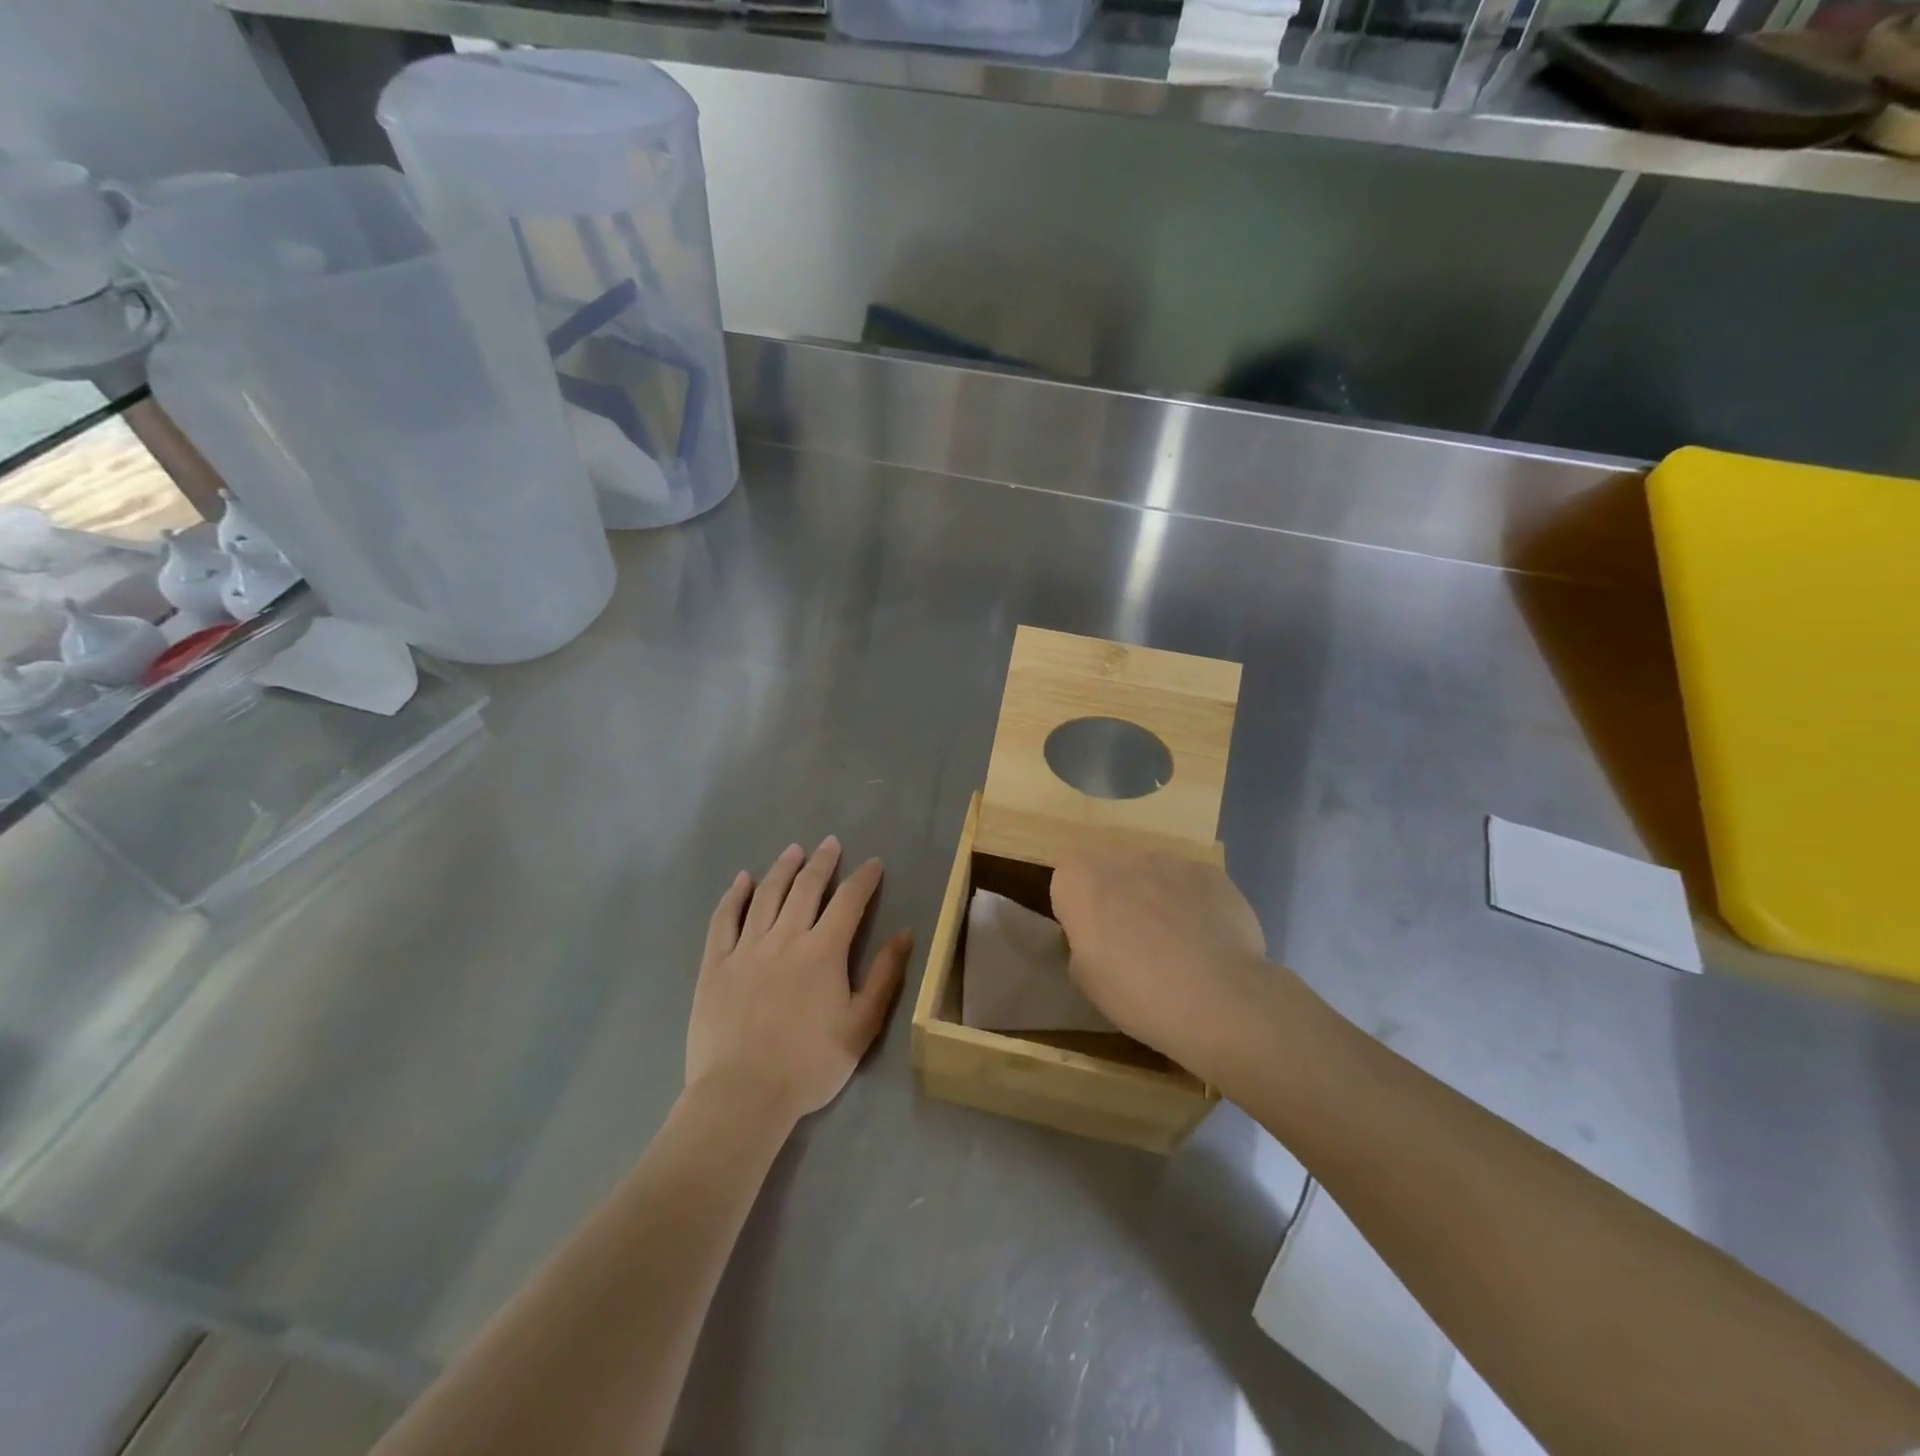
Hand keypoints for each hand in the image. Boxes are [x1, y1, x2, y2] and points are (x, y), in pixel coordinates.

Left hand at [687, 837, 911, 1125]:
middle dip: (822, 862)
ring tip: (793, 850)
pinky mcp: (716, 964)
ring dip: (782, 868)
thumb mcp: (861, 1025)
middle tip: (831, 844)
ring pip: (766, 895)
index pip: (849, 901)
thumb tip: (904, 934)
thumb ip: (885, 976)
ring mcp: (746, 948)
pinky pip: (724, 919)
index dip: (863, 879)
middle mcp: (785, 937)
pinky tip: (742, 880)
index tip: (873, 864)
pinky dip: (734, 895)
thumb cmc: (809, 1064)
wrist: (743, 1094)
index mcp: (824, 951)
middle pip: (806, 888)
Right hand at [1050, 846, 1281, 1081]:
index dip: (1078, 913)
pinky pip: (1193, 886)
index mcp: (1078, 878)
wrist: (1215, 998)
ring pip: (1154, 876)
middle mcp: (1121, 857)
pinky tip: (1207, 943)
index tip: (1093, 943)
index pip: (1067, 883)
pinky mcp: (1211, 873)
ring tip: (1177, 946)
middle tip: (1133, 944)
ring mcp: (1170, 861)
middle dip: (1118, 898)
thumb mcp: (1084, 979)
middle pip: (1111, 872)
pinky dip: (1195, 906)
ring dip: (1157, 899)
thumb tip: (1099, 938)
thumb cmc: (1133, 991)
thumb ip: (1082, 944)